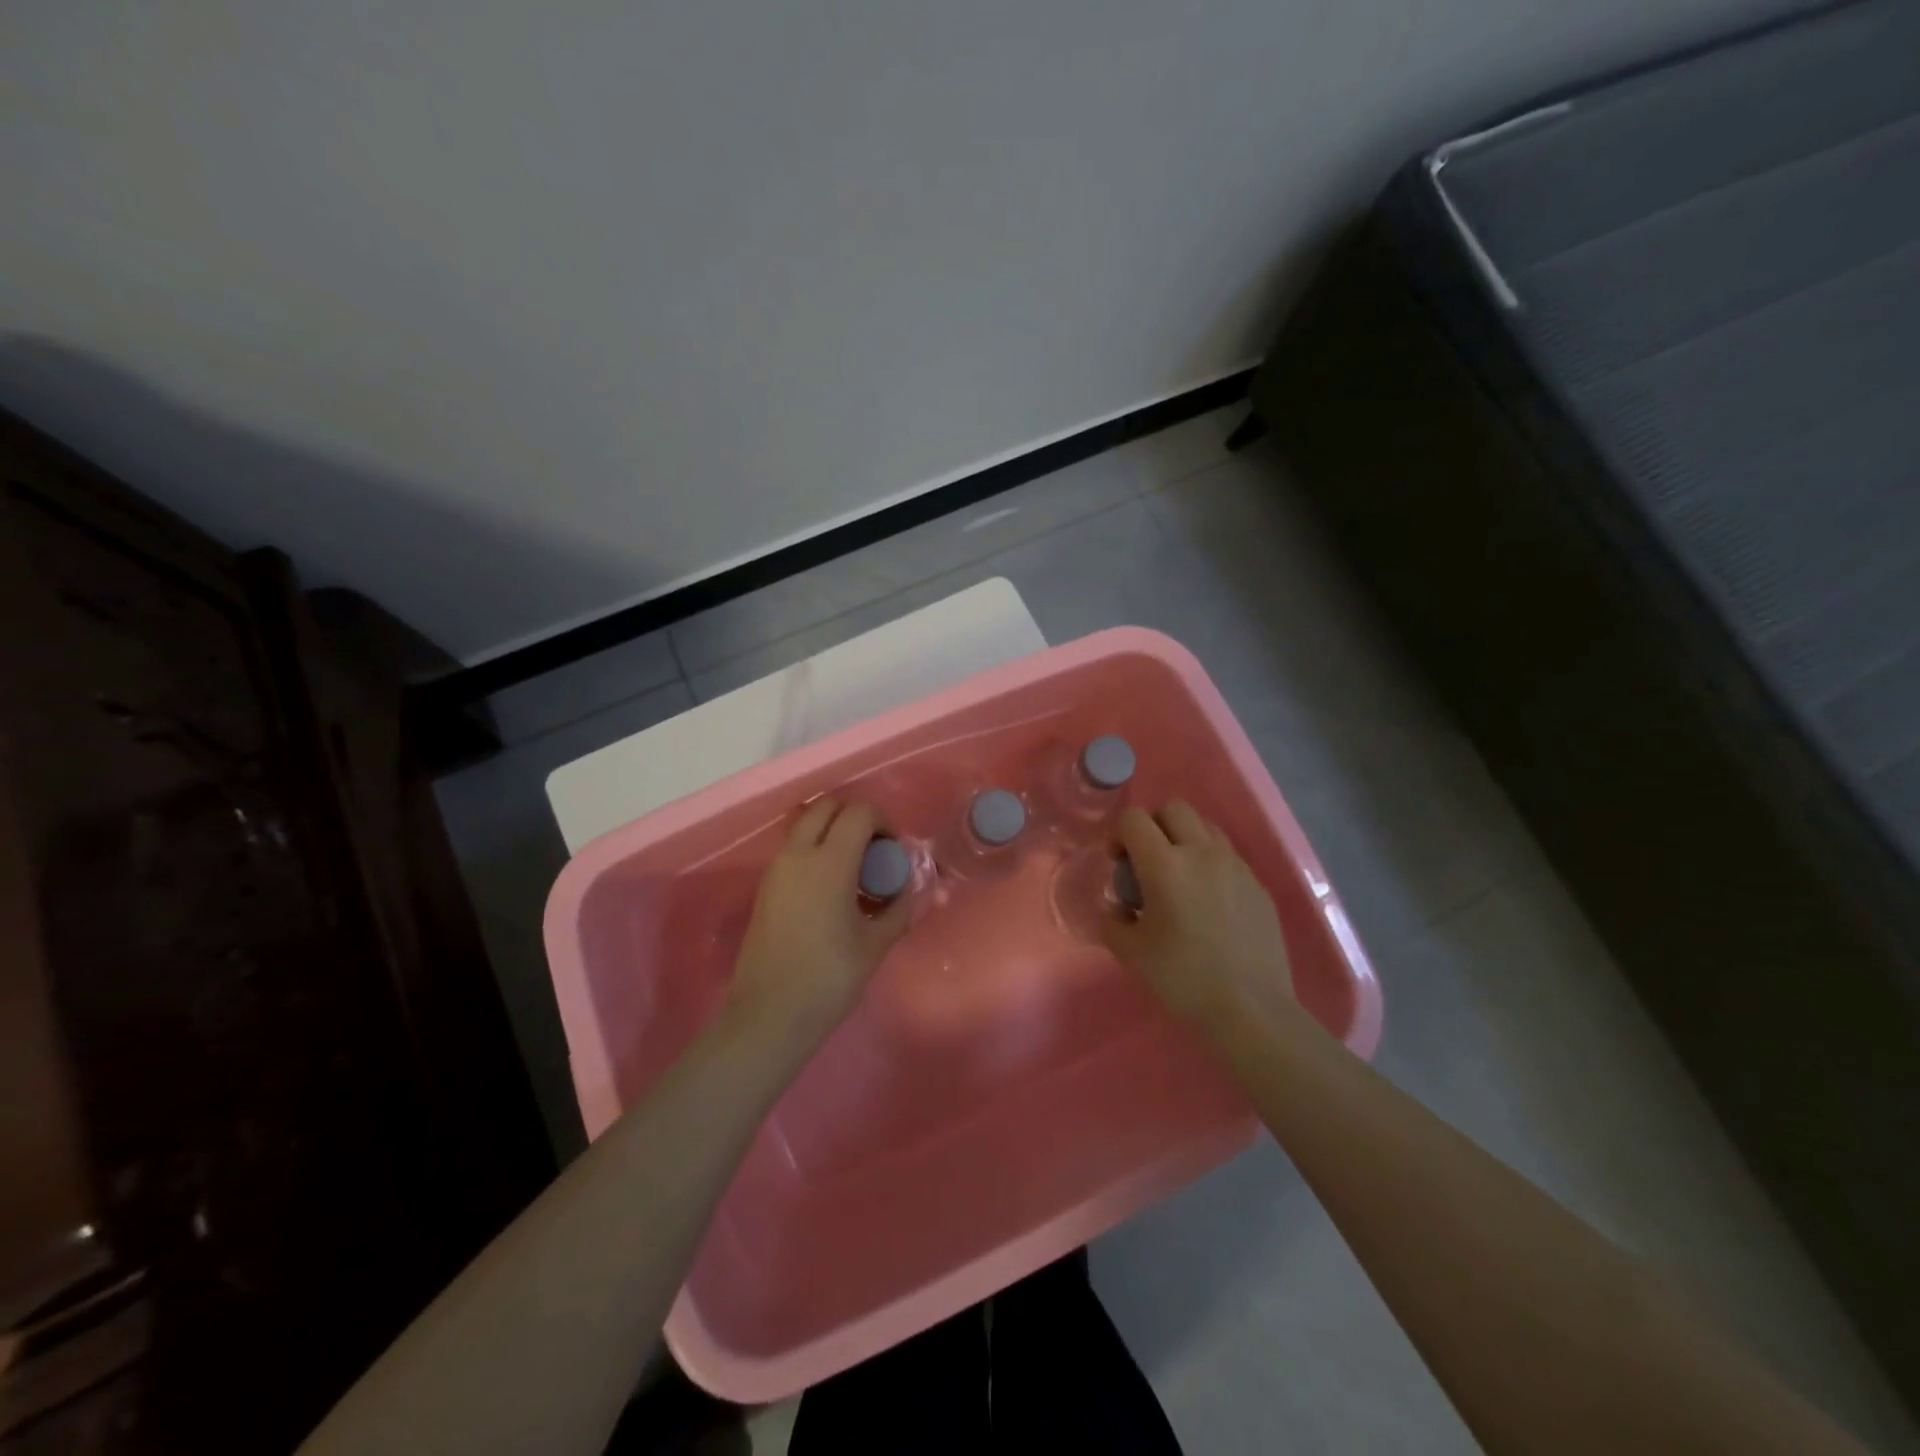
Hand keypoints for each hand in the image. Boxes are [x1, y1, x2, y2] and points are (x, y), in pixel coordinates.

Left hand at [731, 797, 911, 1044]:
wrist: (769, 1014)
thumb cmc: (829, 979)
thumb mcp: (876, 944)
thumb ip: (899, 908)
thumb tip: (909, 889)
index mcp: (830, 862)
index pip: (859, 812)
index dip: (883, 821)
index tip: (893, 851)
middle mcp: (799, 854)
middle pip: (827, 806)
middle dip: (855, 817)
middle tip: (873, 850)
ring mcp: (777, 867)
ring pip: (806, 822)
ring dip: (832, 830)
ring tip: (852, 867)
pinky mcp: (766, 885)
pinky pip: (793, 846)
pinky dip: (814, 847)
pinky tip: (830, 887)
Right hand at [1103, 801, 1294, 1035]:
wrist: (1251, 1008)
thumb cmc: (1183, 977)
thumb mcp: (1130, 952)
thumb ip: (1114, 921)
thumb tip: (1119, 909)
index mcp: (1165, 864)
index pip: (1134, 819)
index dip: (1119, 834)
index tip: (1117, 862)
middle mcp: (1201, 853)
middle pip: (1174, 808)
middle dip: (1153, 825)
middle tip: (1147, 861)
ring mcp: (1235, 866)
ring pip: (1206, 827)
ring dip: (1185, 839)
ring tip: (1180, 876)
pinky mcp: (1258, 885)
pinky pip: (1229, 856)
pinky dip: (1211, 864)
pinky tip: (1209, 902)